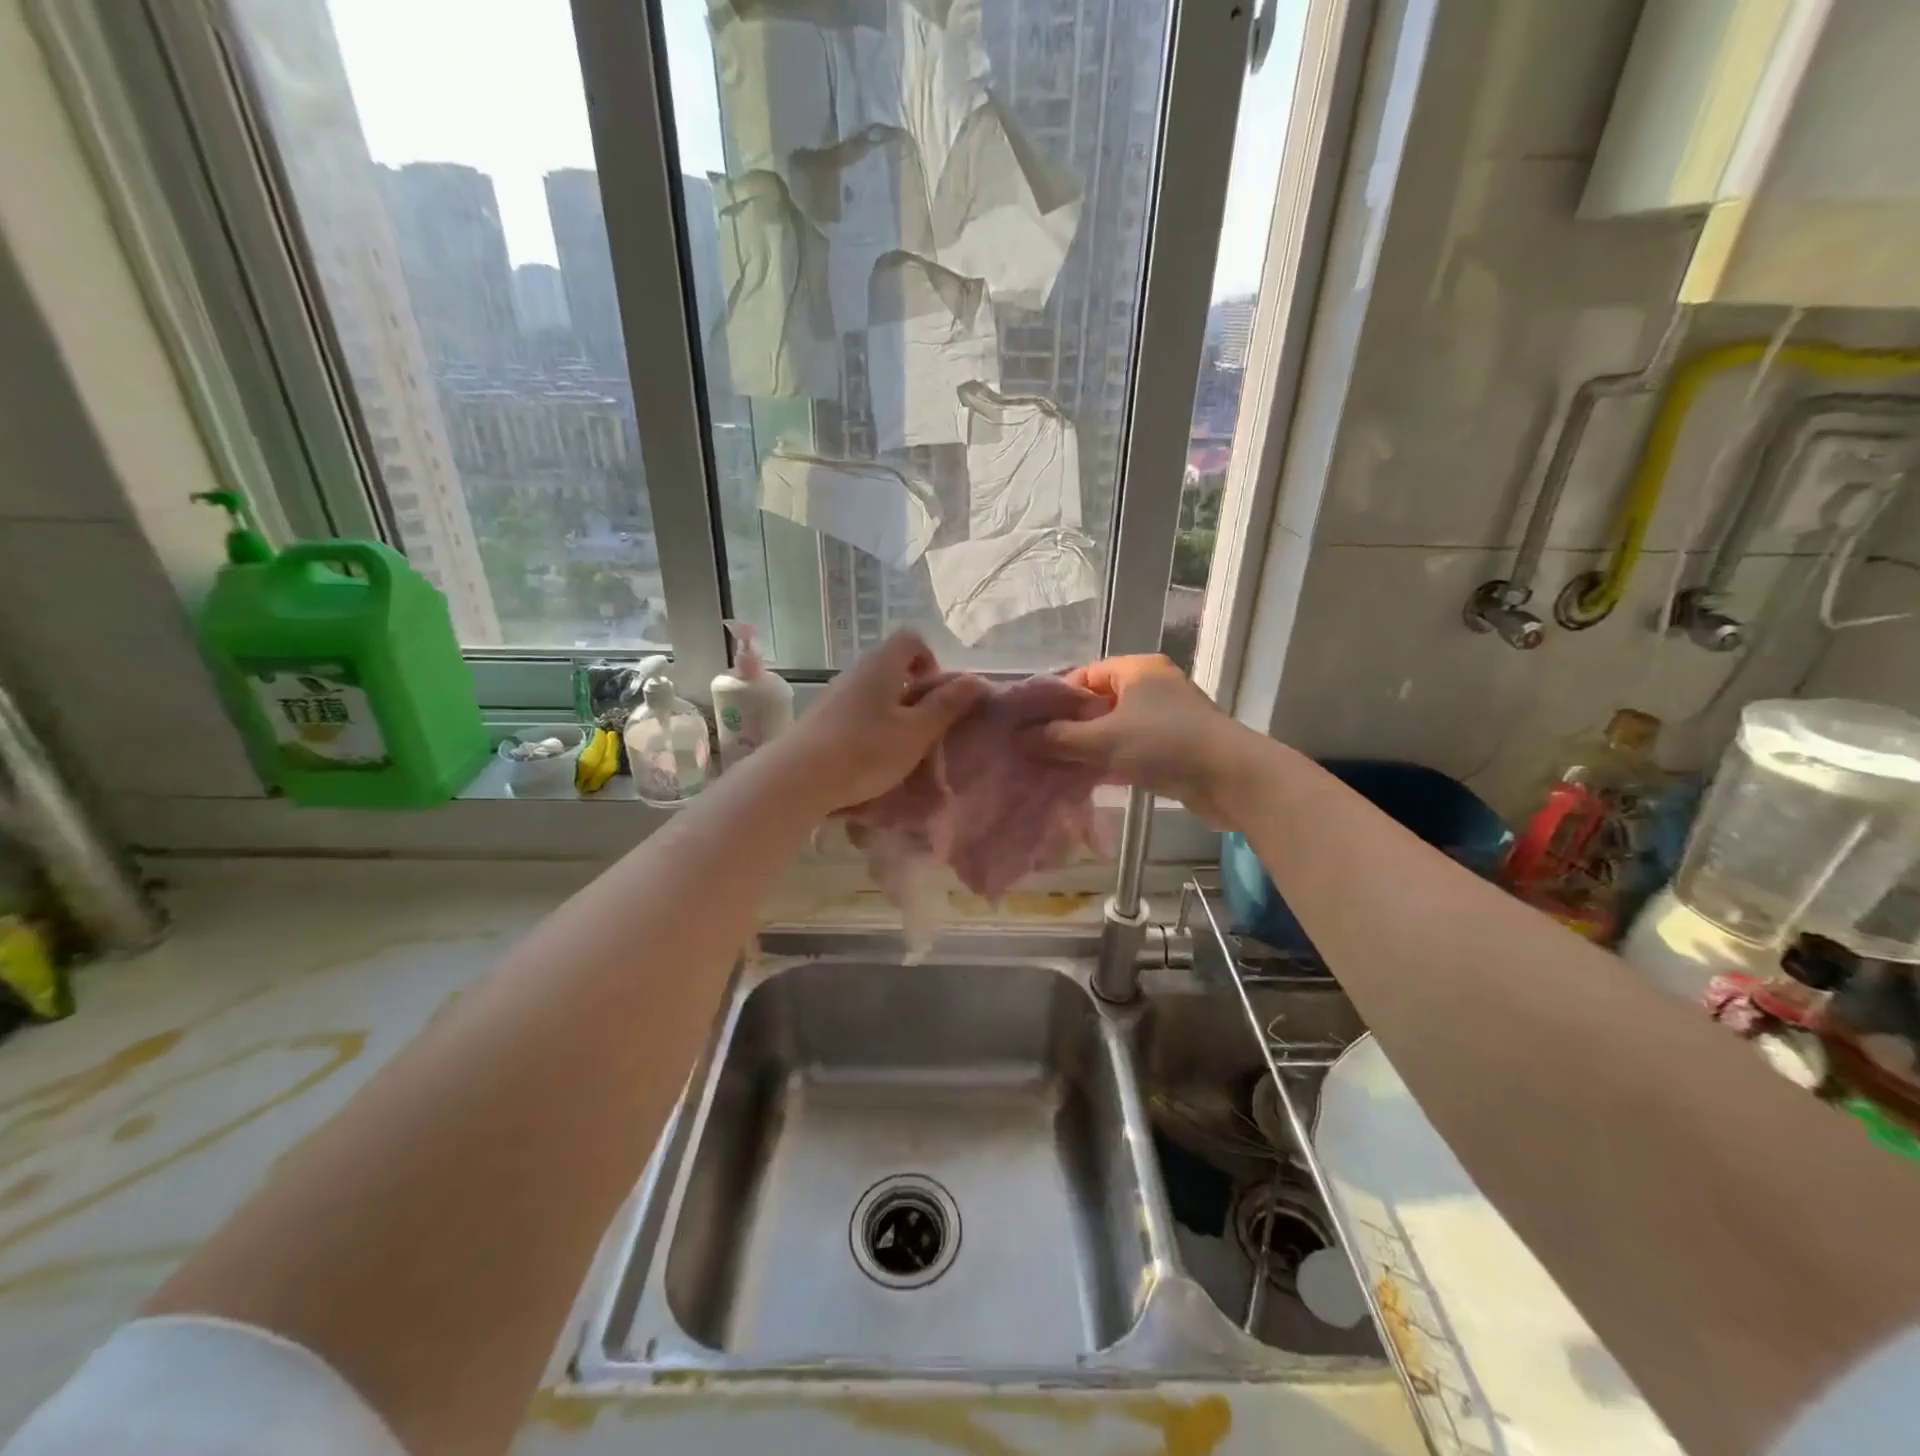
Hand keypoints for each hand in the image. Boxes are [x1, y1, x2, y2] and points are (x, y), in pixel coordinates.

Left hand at [766, 630, 986, 813]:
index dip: (931, 659)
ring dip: (895, 711)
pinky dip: (873, 725)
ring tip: (902, 746)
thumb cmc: (866, 750)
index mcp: (882, 664)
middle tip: (926, 726)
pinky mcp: (823, 717)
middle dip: (916, 691)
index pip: (912, 638)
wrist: (797, 778)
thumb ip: (946, 705)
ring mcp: (836, 693)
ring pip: (876, 690)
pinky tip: (873, 756)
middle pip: (894, 665)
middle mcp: (857, 670)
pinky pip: (858, 710)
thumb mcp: (916, 732)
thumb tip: (976, 679)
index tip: (937, 694)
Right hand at [1033, 655, 1261, 828]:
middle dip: (1072, 726)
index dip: (1059, 698)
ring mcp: (1168, 716)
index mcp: (1137, 670)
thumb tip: (1022, 738)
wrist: (1230, 777)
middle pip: (1100, 702)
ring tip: (1060, 766)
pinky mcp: (1177, 745)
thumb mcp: (1104, 740)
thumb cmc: (1163, 745)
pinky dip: (1114, 760)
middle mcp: (1153, 686)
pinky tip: (1092, 780)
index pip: (1086, 674)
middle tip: (1043, 749)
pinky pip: (1134, 747)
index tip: (1035, 724)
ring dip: (1092, 746)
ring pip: (1117, 727)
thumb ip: (1060, 738)